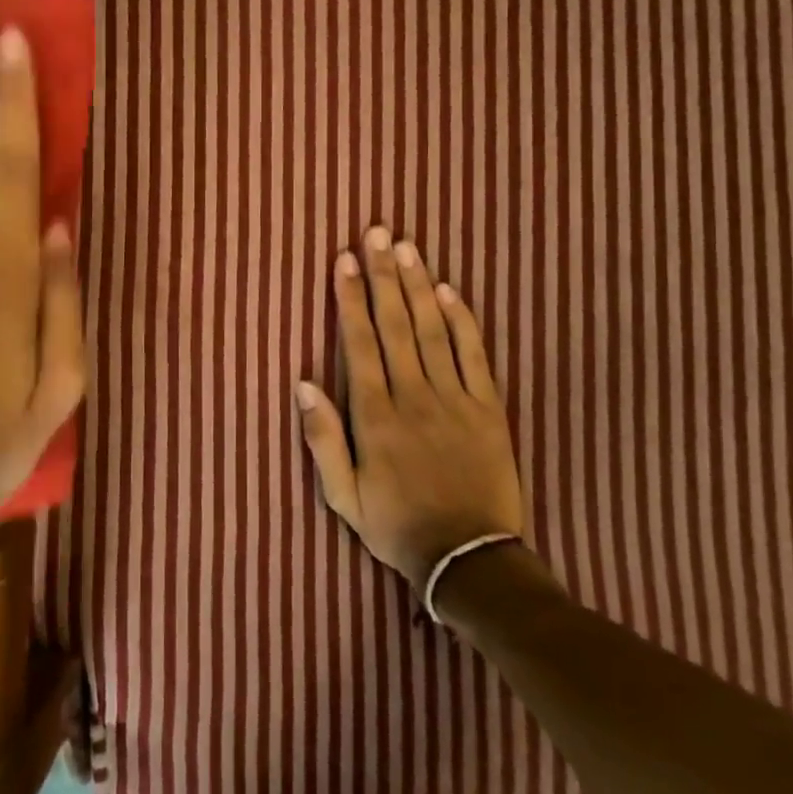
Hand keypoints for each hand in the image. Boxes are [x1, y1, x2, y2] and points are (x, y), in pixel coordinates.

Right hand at [296, 226, 523, 591]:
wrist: (469, 560)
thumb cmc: (396, 526)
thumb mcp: (343, 496)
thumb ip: (322, 438)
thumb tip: (304, 383)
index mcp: (375, 417)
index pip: (359, 344)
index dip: (349, 299)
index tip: (344, 260)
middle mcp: (413, 397)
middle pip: (396, 324)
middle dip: (383, 275)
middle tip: (378, 233)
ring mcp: (455, 400)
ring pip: (433, 331)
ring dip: (418, 285)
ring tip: (407, 247)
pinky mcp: (488, 409)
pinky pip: (474, 356)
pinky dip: (462, 321)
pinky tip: (450, 290)